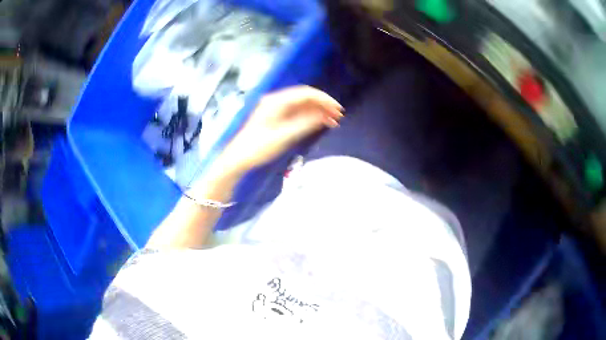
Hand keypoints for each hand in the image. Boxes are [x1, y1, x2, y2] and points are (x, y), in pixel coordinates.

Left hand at [216, 86, 343, 174]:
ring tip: (333, 121)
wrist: (238, 157)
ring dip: (317, 111)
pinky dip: (308, 116)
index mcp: (277, 101)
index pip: (306, 94)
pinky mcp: (275, 117)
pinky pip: (296, 112)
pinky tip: (319, 123)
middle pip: (305, 98)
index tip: (338, 109)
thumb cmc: (258, 147)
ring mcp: (275, 109)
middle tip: (338, 116)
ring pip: (302, 105)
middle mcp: (276, 101)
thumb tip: (325, 115)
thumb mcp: (284, 137)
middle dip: (323, 105)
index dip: (324, 99)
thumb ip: (305, 124)